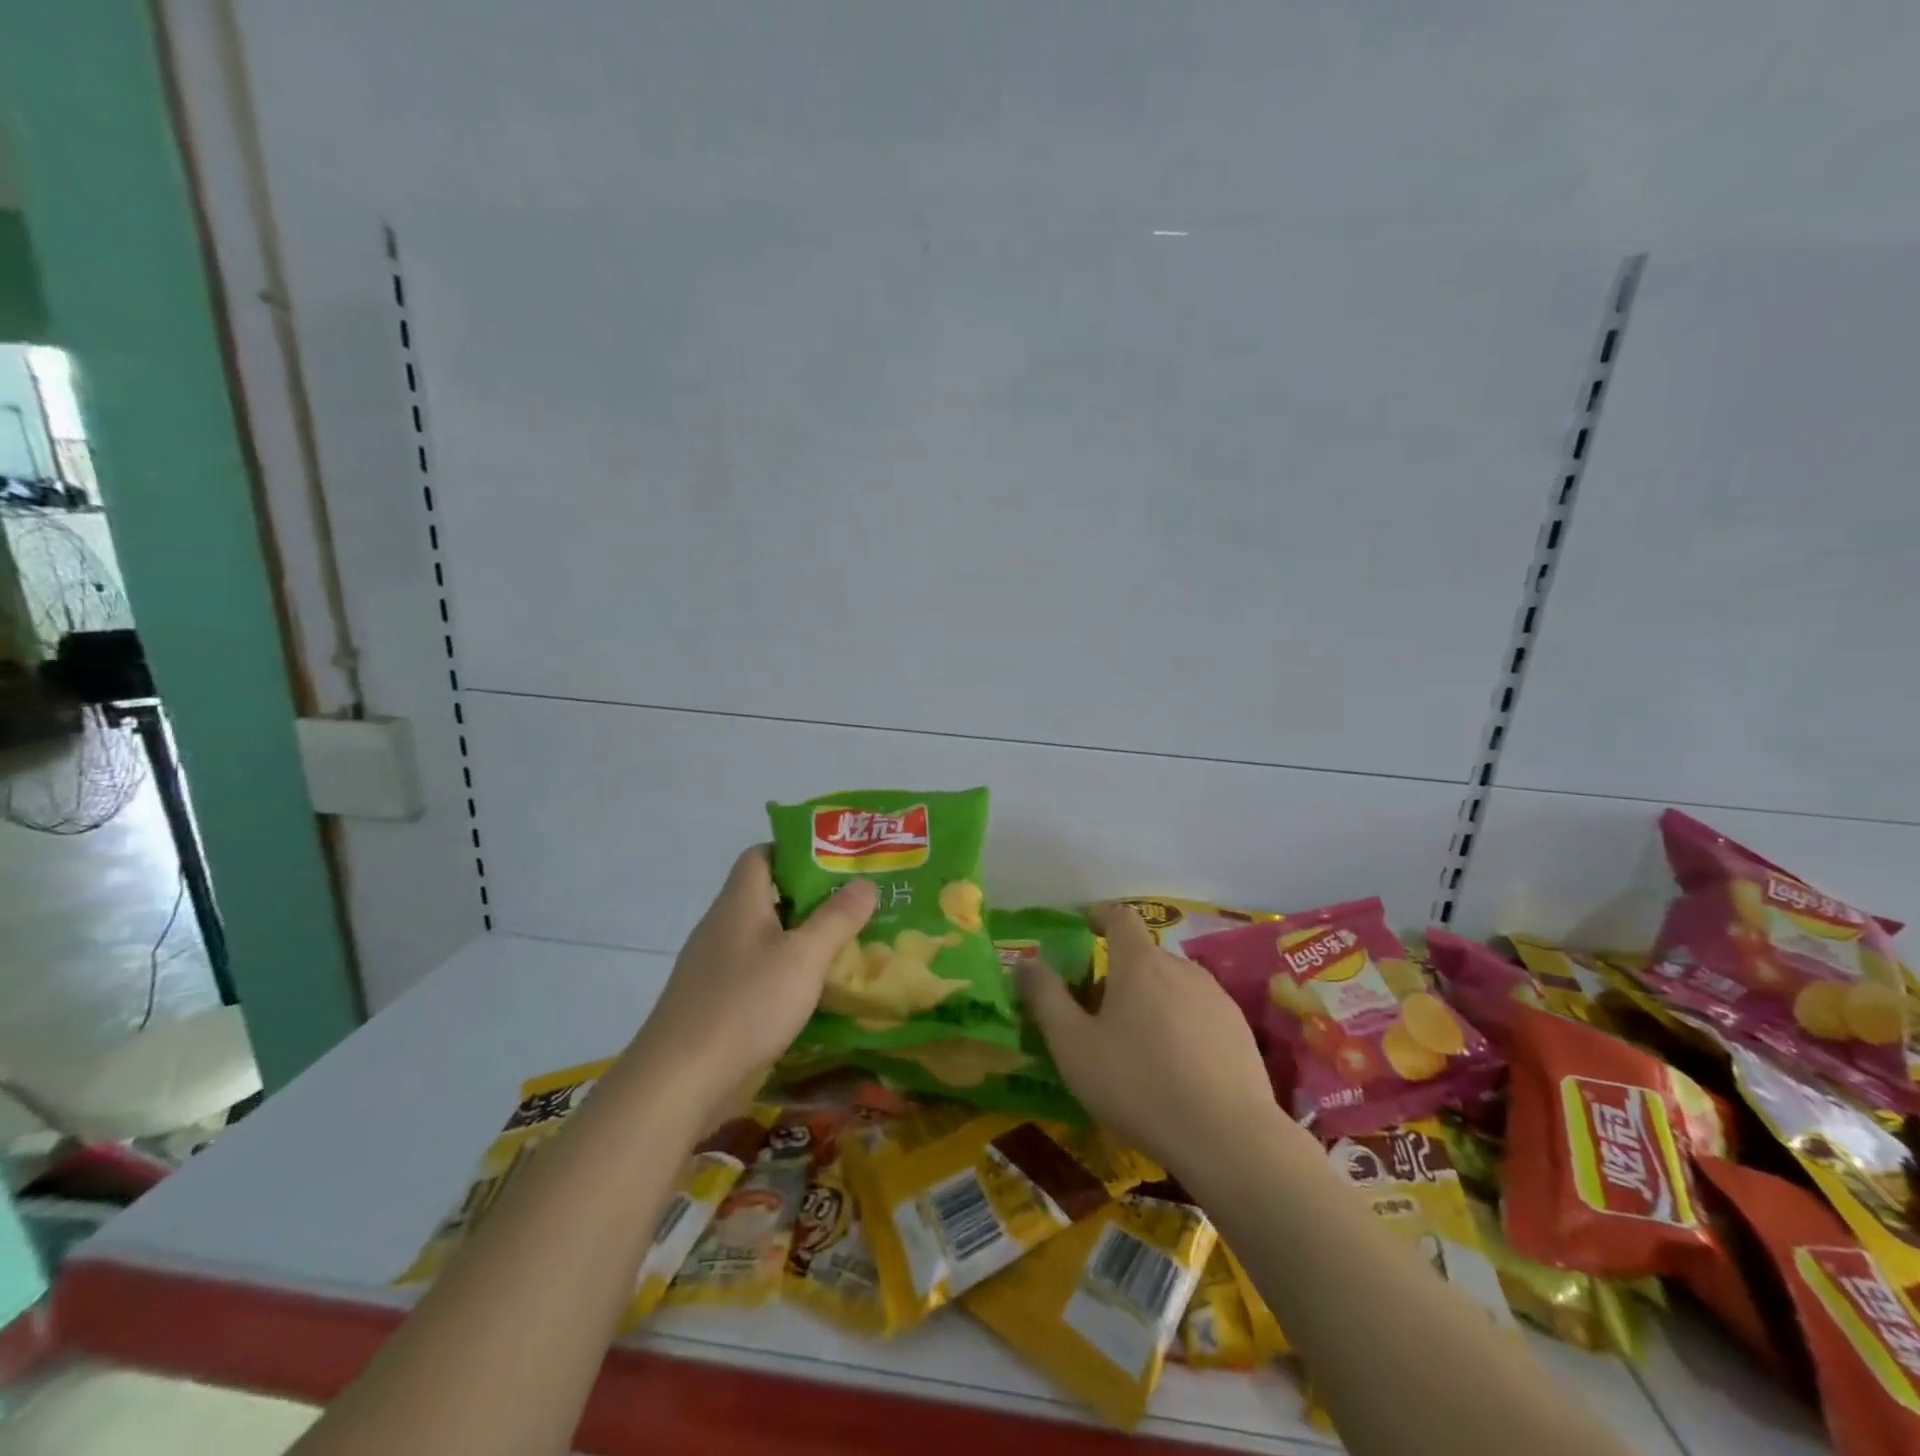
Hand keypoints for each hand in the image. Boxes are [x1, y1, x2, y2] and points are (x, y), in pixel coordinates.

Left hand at [629, 846, 876, 1120]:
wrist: (678, 1082)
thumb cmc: (746, 1005)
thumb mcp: (804, 957)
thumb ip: (837, 918)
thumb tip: (864, 882)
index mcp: (739, 902)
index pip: (762, 854)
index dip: (797, 852)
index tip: (837, 865)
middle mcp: (721, 925)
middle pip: (767, 896)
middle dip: (811, 899)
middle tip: (856, 906)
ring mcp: (713, 965)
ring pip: (763, 937)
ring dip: (800, 939)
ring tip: (845, 947)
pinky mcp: (712, 1001)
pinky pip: (754, 972)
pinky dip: (783, 973)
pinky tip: (811, 993)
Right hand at [1015, 902, 1285, 1181]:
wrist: (1228, 1138)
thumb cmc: (1138, 1084)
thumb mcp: (1073, 1045)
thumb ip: (1045, 998)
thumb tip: (1026, 963)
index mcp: (1139, 963)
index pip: (1120, 918)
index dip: (1100, 916)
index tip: (1085, 925)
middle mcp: (1181, 968)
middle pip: (1143, 957)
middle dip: (1117, 974)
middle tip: (1097, 1013)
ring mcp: (1216, 997)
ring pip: (1172, 985)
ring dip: (1150, 1000)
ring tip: (1135, 1044)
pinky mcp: (1239, 1030)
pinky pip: (1198, 1012)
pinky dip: (1179, 1024)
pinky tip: (1175, 1067)